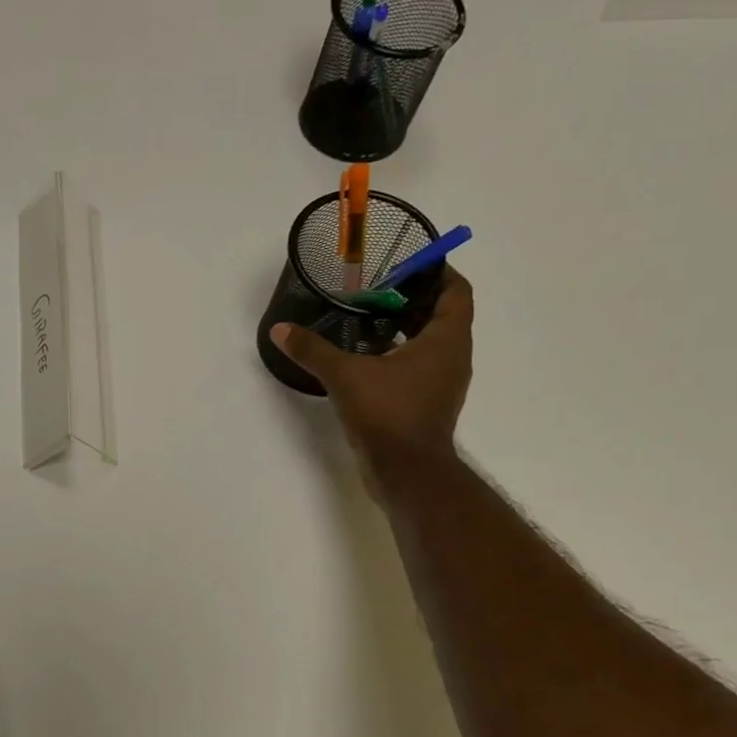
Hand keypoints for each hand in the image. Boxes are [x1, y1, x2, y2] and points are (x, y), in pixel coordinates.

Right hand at [269, 267, 474, 489]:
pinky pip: (419, 368)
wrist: (406, 472)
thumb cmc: (388, 414)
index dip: (437, 272)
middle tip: (376, 290)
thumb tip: (280, 330)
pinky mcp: (427, 405)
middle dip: (413, 299)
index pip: (456, 291)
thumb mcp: (346, 376)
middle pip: (442, 315)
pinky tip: (367, 359)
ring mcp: (442, 384)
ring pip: (430, 343)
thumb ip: (313, 350)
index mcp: (446, 340)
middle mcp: (453, 358)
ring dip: (406, 329)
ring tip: (368, 320)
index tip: (409, 263)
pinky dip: (399, 356)